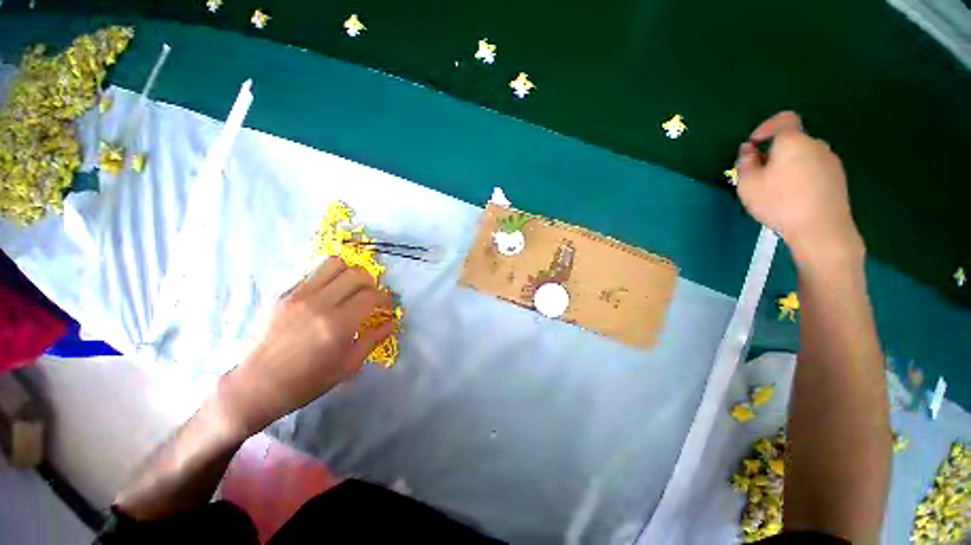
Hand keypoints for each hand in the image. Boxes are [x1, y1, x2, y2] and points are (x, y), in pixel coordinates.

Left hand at [215, 258, 393, 437]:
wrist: (257, 384)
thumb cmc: (308, 381)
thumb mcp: (348, 365)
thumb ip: (373, 339)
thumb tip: (391, 323)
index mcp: (338, 324)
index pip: (371, 296)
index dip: (384, 298)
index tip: (386, 306)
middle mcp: (319, 303)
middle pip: (357, 274)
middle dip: (371, 283)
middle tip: (370, 296)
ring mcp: (298, 295)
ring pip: (334, 264)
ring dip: (349, 273)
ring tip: (350, 288)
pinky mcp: (283, 294)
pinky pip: (313, 274)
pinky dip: (328, 279)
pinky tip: (327, 295)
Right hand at [735, 111, 863, 268]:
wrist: (821, 229)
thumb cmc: (779, 202)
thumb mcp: (748, 184)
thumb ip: (745, 163)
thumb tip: (749, 150)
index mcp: (793, 141)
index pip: (783, 120)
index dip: (765, 127)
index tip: (753, 145)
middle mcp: (816, 145)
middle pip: (792, 141)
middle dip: (774, 153)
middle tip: (760, 175)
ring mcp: (831, 161)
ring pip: (803, 156)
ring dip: (788, 166)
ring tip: (776, 190)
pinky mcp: (838, 178)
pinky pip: (814, 169)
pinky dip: (801, 176)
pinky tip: (793, 198)